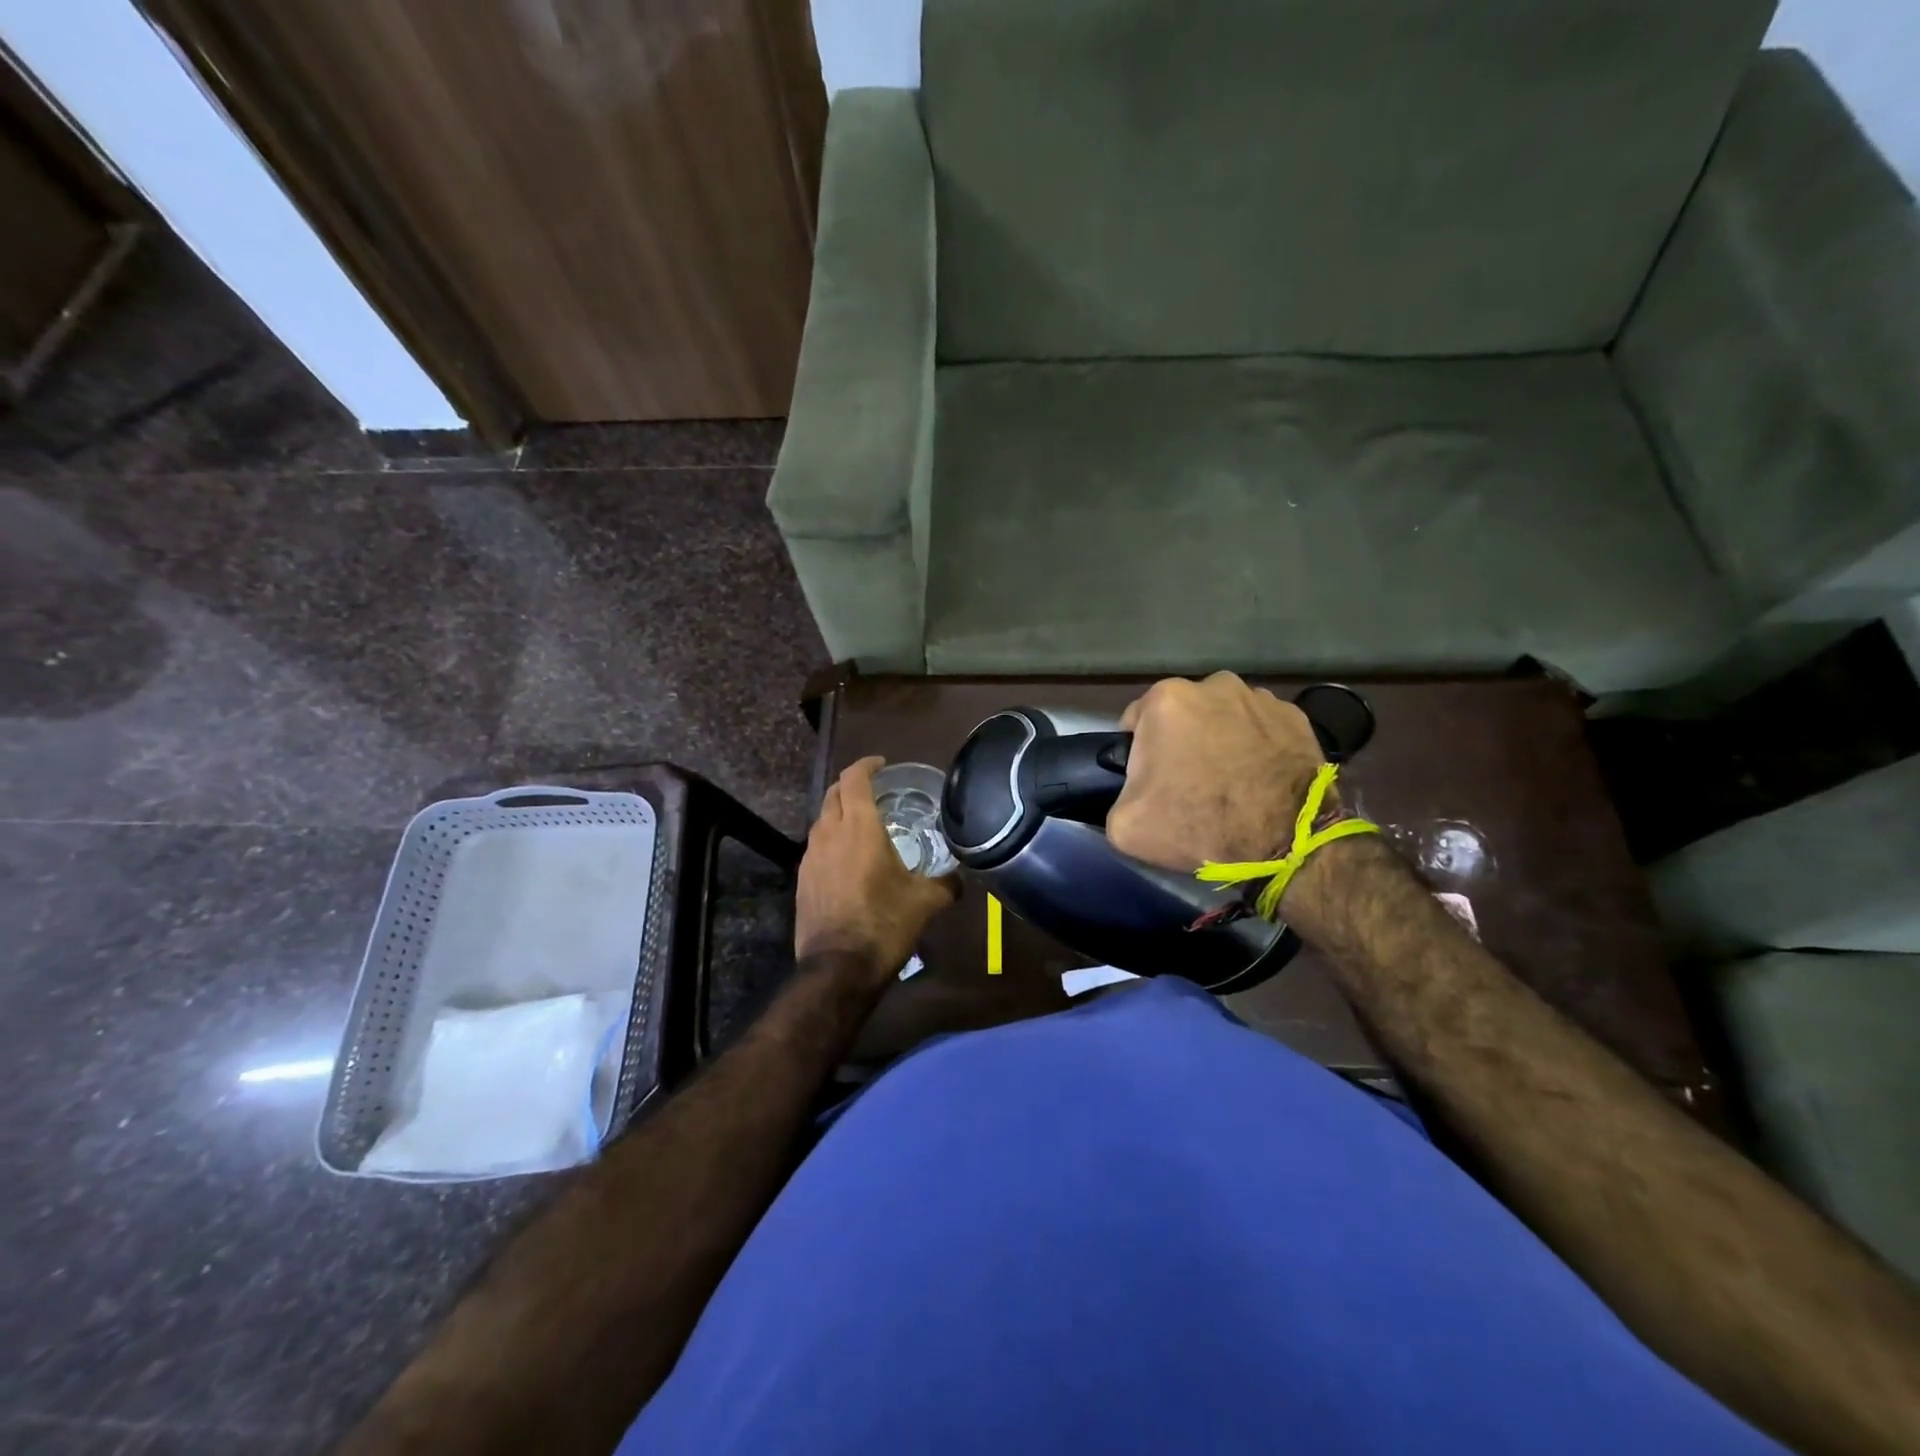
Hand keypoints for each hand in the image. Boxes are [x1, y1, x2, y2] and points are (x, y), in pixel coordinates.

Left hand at [795, 756, 959, 982]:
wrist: (838, 968)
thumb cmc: (885, 924)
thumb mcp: (926, 902)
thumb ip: (946, 882)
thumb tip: (959, 877)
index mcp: (859, 827)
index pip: (854, 778)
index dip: (867, 765)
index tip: (883, 765)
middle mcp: (829, 833)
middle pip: (833, 793)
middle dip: (852, 785)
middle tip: (876, 791)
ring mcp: (810, 857)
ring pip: (822, 820)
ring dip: (839, 813)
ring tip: (863, 825)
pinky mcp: (802, 879)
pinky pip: (816, 846)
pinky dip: (831, 839)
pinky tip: (848, 860)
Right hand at [1106, 672, 1325, 871]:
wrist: (1284, 844)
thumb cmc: (1197, 825)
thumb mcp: (1124, 825)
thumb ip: (1117, 796)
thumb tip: (1132, 792)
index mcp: (1166, 699)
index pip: (1136, 722)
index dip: (1139, 754)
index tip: (1152, 781)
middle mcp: (1213, 684)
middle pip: (1182, 714)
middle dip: (1182, 741)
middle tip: (1190, 783)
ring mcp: (1260, 697)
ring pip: (1224, 717)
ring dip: (1220, 739)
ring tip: (1230, 781)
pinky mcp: (1296, 717)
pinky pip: (1262, 728)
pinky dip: (1257, 746)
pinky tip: (1259, 778)